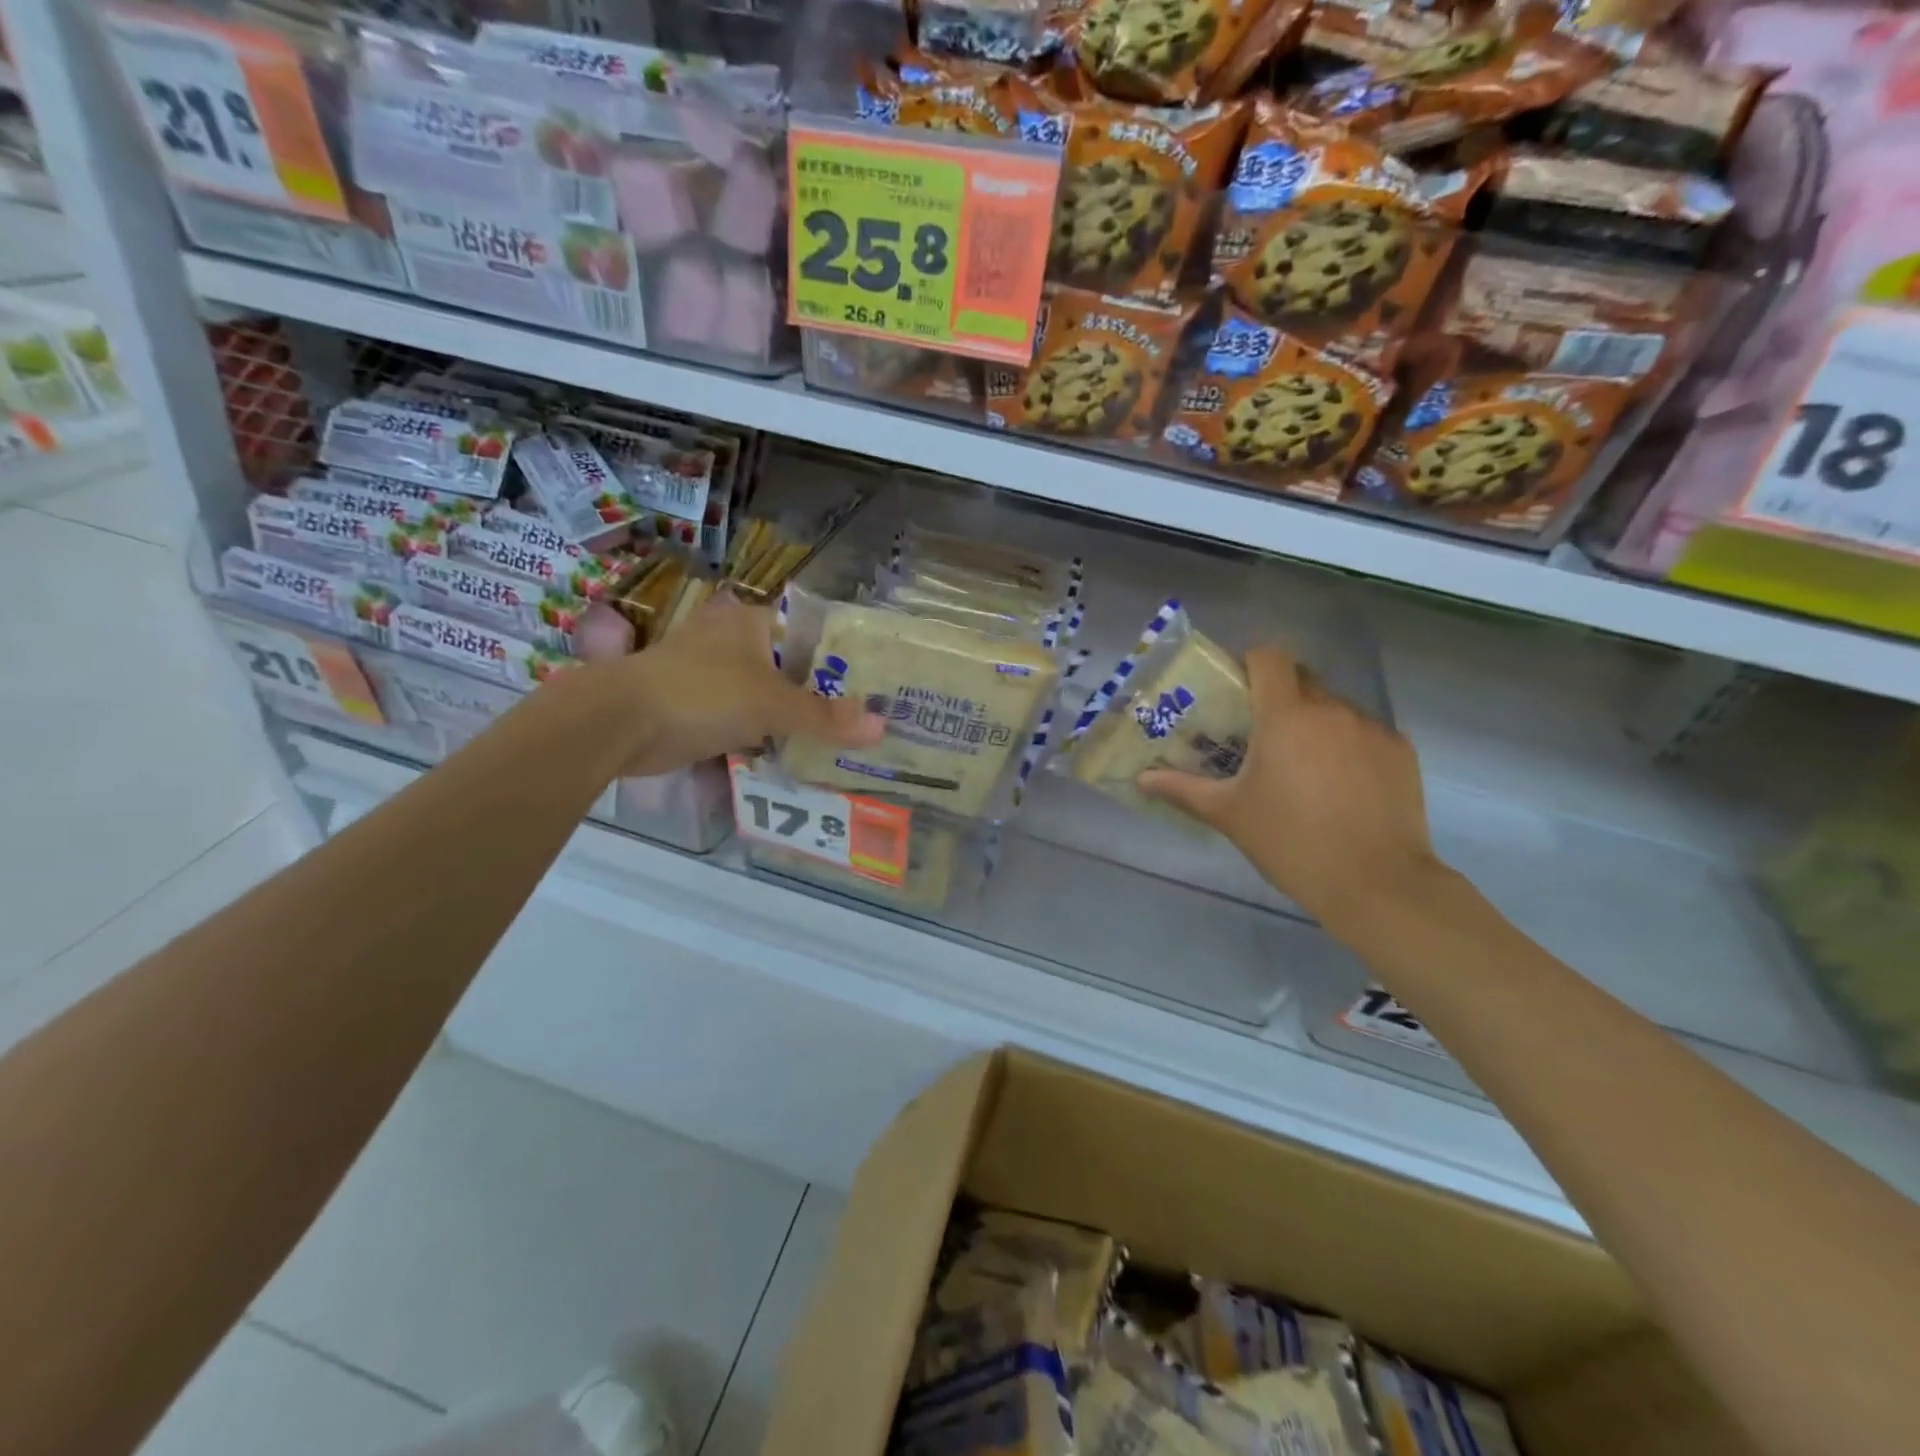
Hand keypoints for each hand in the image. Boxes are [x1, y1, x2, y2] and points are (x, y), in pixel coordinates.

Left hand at [598, 593, 883, 777]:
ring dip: (794, 715)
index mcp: (754, 623)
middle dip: (822, 692)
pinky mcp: (698, 705)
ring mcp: (713, 674)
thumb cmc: (703, 694)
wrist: (621, 723)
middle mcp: (735, 641)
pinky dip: (766, 733)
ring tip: (839, 738)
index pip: (812, 632)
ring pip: (768, 694)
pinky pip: (745, 717)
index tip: (874, 682)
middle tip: (863, 717)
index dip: (844, 655)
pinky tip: (793, 752)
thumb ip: (826, 717)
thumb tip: (882, 727)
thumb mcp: (773, 705)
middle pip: (792, 666)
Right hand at [1137, 644, 1445, 936]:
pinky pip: (1365, 733)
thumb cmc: (1290, 842)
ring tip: (1303, 768)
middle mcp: (1331, 709)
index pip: (1268, 656)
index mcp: (1285, 715)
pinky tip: (1341, 787)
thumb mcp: (1229, 814)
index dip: (1250, 663)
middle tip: (1261, 734)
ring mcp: (1372, 728)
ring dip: (1315, 723)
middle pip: (1302, 678)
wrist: (1376, 883)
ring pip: (1335, 707)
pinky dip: (1348, 746)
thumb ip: (1183, 789)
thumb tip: (1143, 779)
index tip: (1237, 691)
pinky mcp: (1401, 751)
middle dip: (1279, 696)